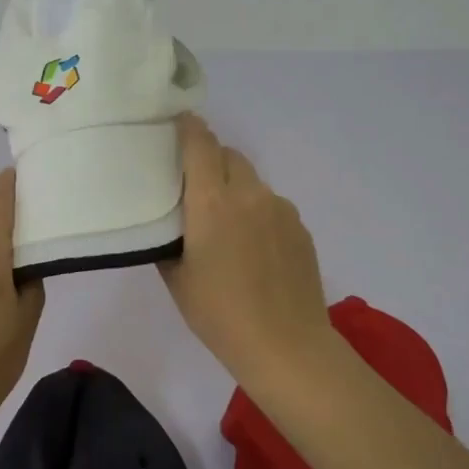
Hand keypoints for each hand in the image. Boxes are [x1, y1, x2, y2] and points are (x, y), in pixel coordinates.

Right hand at [159, 115, 332, 388]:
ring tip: (224, 223)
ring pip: (251, 180)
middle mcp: (248, 194)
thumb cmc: (219, 314)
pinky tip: (252, 247)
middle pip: (228, 155)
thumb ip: (168, 239)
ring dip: (233, 186)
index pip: (200, 144)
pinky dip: (256, 210)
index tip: (177, 123)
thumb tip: (170, 221)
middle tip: (193, 185)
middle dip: (209, 159)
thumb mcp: (176, 278)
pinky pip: (271, 203)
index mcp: (212, 202)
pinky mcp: (300, 226)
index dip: (188, 127)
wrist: (286, 345)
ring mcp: (280, 209)